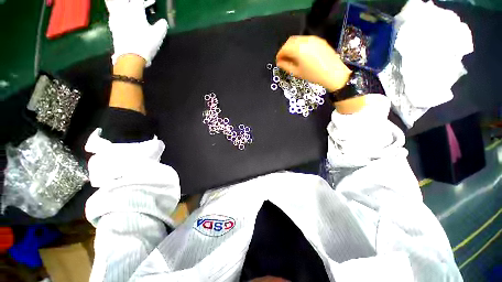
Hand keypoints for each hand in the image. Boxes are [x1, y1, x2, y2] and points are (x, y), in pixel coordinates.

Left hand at [106, 0, 167, 66]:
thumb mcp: (158, 36)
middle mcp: (124, 10)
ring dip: (118, 3)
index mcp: (136, 10)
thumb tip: (163, 22)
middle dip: (131, 2)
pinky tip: (119, 14)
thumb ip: (162, 26)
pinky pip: (113, 13)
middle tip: (136, 5)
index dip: (145, 1)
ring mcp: (116, 18)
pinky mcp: (112, 26)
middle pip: (124, 0)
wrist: (130, 57)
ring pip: (113, 3)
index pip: (139, 0)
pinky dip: (116, 11)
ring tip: (124, 6)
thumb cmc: (145, 44)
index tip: (152, 3)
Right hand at [276, 36, 351, 91]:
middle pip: (290, 41)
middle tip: (284, 59)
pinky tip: (301, 54)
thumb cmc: (313, 75)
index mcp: (298, 49)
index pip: (284, 48)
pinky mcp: (319, 40)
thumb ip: (286, 66)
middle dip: (285, 49)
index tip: (278, 61)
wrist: (333, 73)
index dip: (279, 55)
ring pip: (297, 39)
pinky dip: (300, 45)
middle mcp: (305, 40)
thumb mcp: (297, 72)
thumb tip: (279, 62)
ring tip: (292, 57)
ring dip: (292, 47)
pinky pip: (305, 40)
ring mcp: (313, 39)